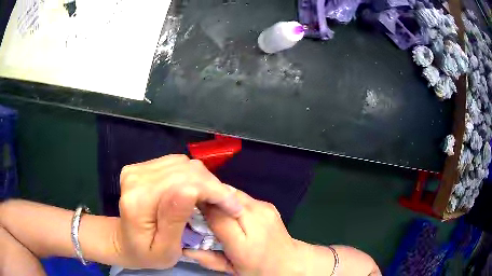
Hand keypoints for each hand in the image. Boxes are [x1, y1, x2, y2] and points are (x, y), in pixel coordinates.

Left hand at [114, 154, 241, 268]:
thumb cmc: (146, 253)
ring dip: (204, 180)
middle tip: (228, 205)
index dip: (214, 193)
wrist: (124, 241)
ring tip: (214, 198)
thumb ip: (175, 220)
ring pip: (182, 163)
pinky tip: (197, 190)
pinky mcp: (141, 167)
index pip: (183, 184)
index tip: (234, 208)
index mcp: (138, 201)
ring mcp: (137, 169)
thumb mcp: (165, 249)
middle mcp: (135, 178)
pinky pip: (175, 163)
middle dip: (213, 186)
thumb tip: (192, 190)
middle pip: (185, 170)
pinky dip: (192, 175)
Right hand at [184, 189, 380, 275]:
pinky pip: (243, 198)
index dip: (199, 206)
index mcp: (244, 241)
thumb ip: (207, 258)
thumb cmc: (259, 270)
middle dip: (208, 197)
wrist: (290, 263)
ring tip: (210, 206)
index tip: (187, 206)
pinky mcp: (268, 205)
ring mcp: (265, 208)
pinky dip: (231, 201)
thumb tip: (183, 247)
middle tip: (195, 203)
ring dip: (219, 197)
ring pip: (234, 193)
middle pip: (225, 197)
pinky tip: (228, 210)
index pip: (215, 214)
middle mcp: (255, 218)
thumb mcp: (231, 269)